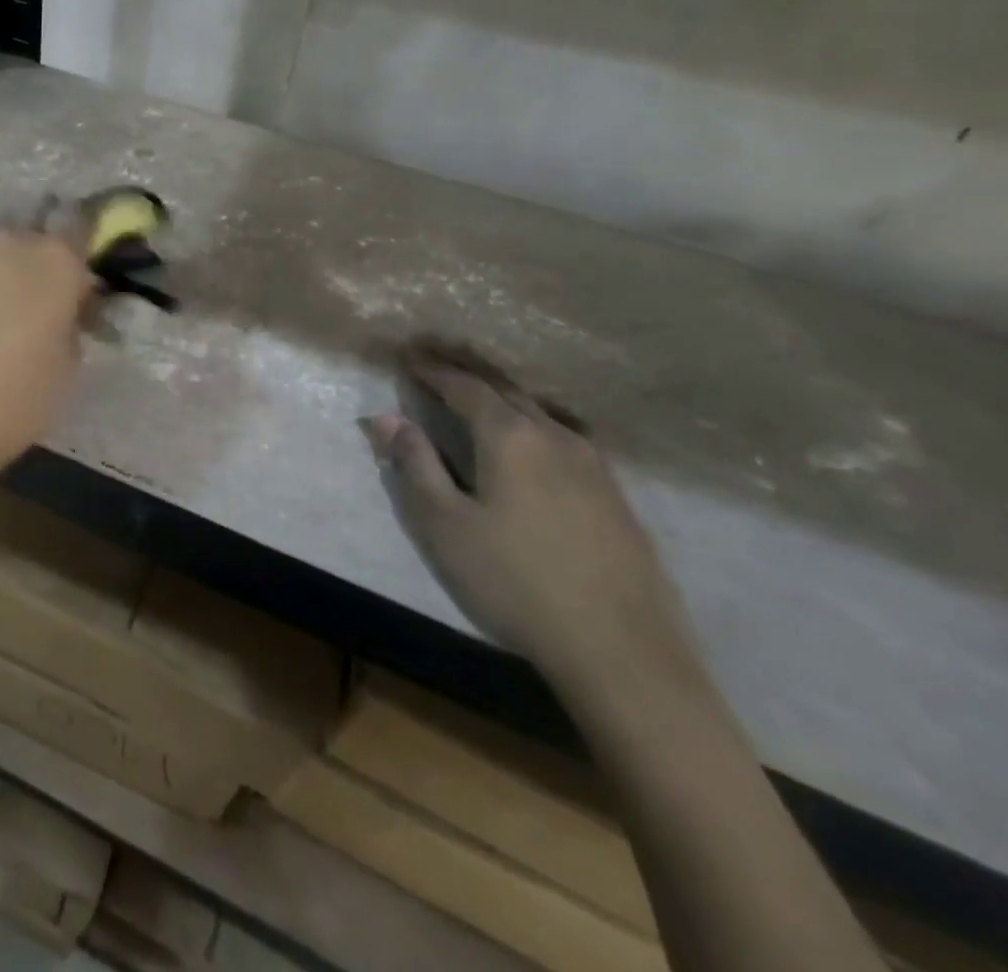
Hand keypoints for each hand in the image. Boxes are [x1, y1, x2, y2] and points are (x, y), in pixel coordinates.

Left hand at [0, 230, 94, 506]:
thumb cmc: (18, 397)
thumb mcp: (70, 363)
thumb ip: (73, 321)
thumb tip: (64, 311)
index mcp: (55, 260)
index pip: (83, 231)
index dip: (85, 260)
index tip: (84, 295)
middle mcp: (11, 243)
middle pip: (38, 243)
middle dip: (44, 270)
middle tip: (45, 311)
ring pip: (1, 256)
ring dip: (9, 277)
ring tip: (5, 321)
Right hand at [363, 360, 691, 697]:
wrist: (622, 651)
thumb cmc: (515, 581)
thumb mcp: (445, 524)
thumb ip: (414, 464)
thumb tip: (385, 418)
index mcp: (511, 436)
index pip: (465, 387)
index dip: (433, 370)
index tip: (407, 356)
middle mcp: (556, 437)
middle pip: (506, 393)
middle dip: (468, 377)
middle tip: (437, 369)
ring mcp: (595, 467)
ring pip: (541, 416)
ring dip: (504, 402)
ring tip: (480, 403)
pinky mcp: (616, 497)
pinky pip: (564, 442)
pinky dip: (533, 429)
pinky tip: (532, 450)